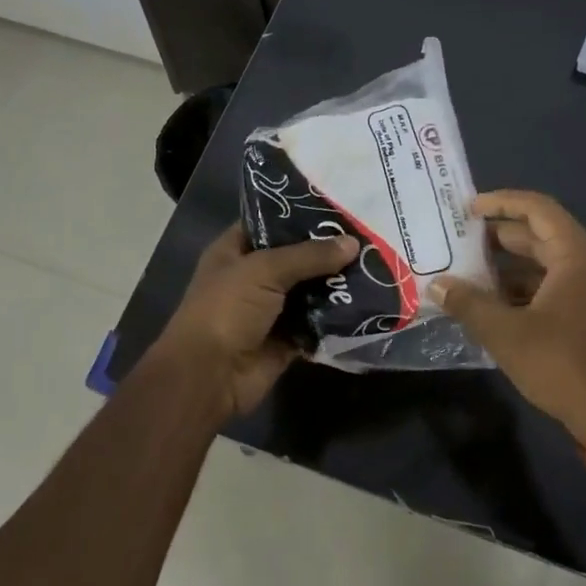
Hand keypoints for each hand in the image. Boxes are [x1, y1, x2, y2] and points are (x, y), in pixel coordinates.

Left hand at [150, 223, 358, 416]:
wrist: (209, 376)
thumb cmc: (226, 309)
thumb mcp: (265, 270)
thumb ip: (309, 255)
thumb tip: (353, 243)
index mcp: (235, 251)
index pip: (270, 223)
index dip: (300, 215)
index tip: (339, 209)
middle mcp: (253, 278)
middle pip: (297, 258)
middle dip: (328, 252)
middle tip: (368, 238)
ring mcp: (270, 311)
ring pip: (311, 291)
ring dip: (337, 285)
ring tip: (375, 267)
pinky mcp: (287, 340)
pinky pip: (318, 324)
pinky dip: (337, 318)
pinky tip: (367, 303)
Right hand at [430, 191, 585, 444]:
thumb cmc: (560, 363)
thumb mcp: (505, 333)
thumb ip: (468, 303)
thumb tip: (437, 285)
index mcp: (575, 255)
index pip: (537, 209)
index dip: (501, 202)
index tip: (468, 208)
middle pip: (541, 234)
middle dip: (499, 236)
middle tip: (460, 240)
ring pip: (545, 263)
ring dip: (508, 266)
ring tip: (468, 273)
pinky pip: (553, 286)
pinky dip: (523, 288)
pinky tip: (492, 303)